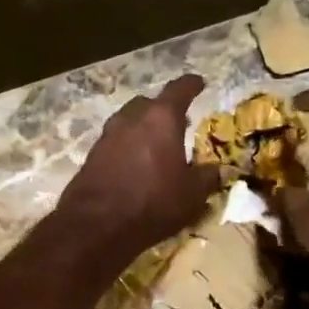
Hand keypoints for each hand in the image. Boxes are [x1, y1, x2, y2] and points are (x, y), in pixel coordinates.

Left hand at [58, 75, 222, 260]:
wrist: (96, 225)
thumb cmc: (153, 203)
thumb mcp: (192, 195)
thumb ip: (207, 177)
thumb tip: (217, 170)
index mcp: (161, 118)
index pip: (180, 90)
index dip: (192, 85)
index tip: (199, 83)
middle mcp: (132, 118)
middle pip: (149, 104)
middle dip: (164, 110)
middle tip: (178, 123)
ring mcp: (107, 135)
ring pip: (129, 122)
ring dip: (143, 129)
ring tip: (156, 145)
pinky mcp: (92, 155)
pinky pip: (115, 143)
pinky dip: (127, 147)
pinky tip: (134, 165)